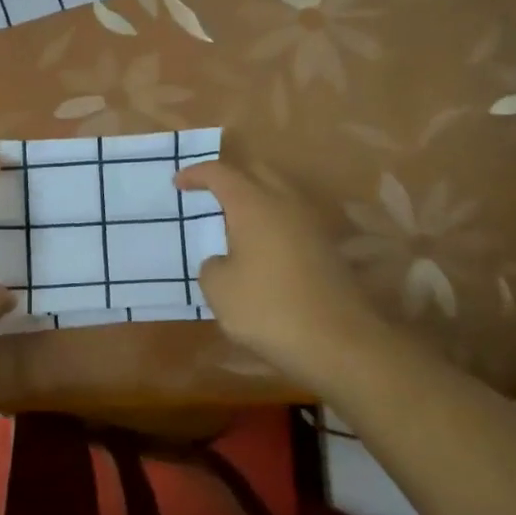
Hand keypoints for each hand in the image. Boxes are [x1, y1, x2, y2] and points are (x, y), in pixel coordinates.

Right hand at [175, 160, 392, 386]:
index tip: (178, 183)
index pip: (221, 173)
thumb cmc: (267, 309)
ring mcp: (312, 225)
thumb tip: (224, 261)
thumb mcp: (218, 290)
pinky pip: (291, 220)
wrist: (337, 342)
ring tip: (232, 222)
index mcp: (254, 206)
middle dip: (231, 177)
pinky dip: (271, 223)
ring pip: (279, 195)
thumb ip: (212, 266)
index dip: (197, 174)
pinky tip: (259, 248)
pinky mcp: (326, 249)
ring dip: (255, 200)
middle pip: (257, 172)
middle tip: (208, 194)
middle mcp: (286, 204)